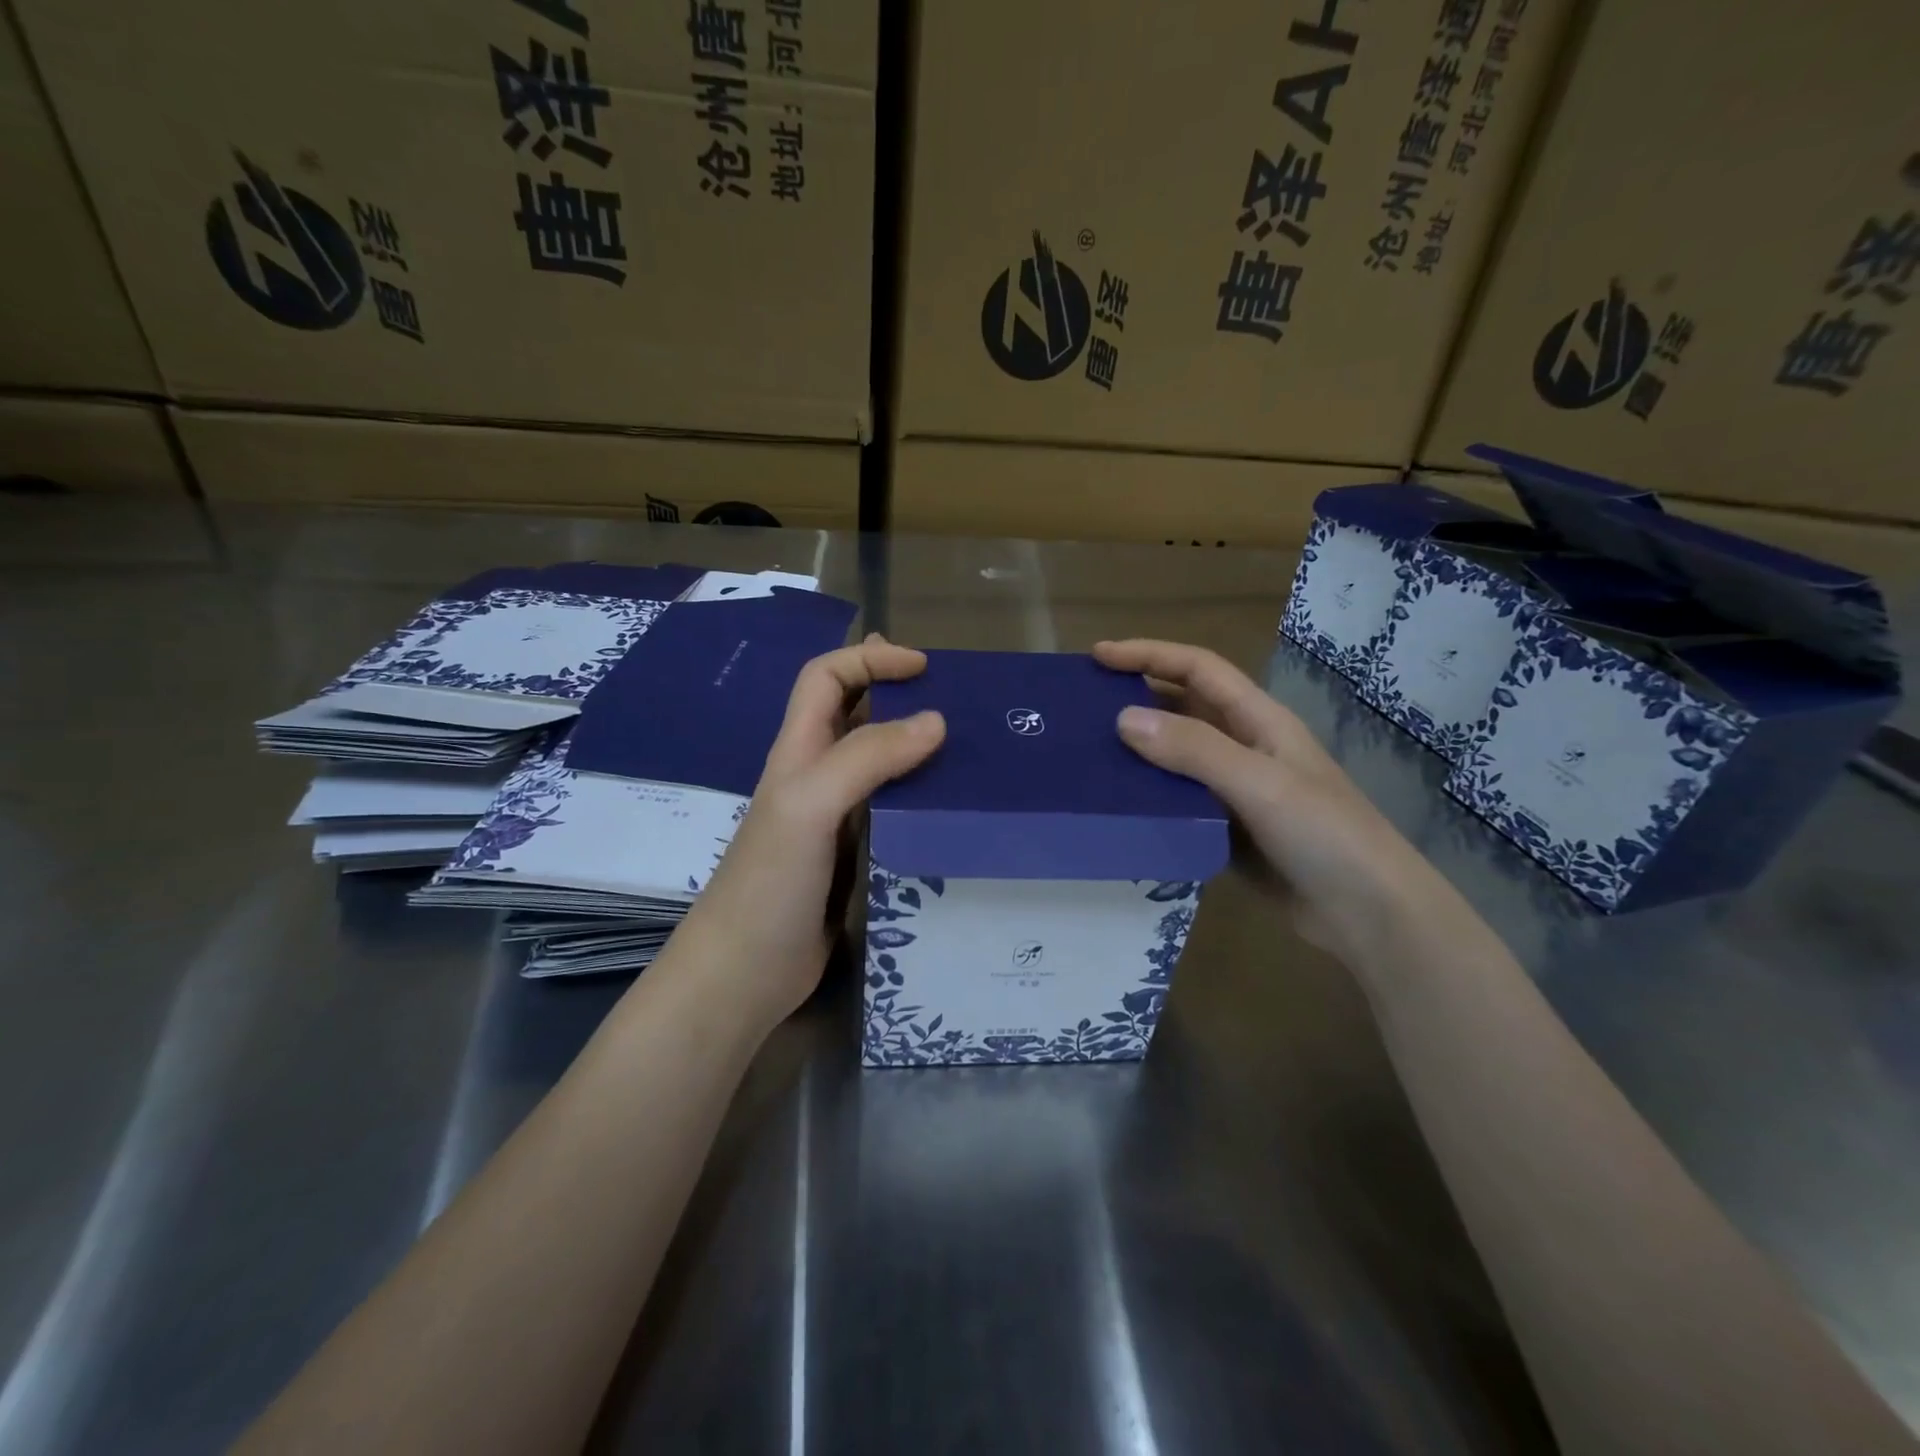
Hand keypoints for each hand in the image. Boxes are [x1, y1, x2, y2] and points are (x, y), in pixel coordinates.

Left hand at [675, 634, 945, 1029]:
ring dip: (916, 747)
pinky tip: (951, 807)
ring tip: (968, 749)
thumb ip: (866, 758)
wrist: (745, 974)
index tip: (924, 667)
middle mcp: (816, 776)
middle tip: (956, 702)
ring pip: (879, 764)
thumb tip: (935, 721)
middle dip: (898, 694)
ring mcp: (834, 818)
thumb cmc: (769, 883)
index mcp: (798, 752)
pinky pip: (892, 810)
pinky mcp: (853, 856)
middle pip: (855, 714)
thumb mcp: (810, 806)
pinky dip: (921, 796)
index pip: (826, 678)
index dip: (869, 659)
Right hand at [1094, 638, 1443, 962]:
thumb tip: (1122, 719)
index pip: (1197, 669)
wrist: (1369, 913)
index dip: (1149, 654)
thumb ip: (1194, 750)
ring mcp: (1236, 791)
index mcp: (1258, 720)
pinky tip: (1118, 807)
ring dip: (1138, 751)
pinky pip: (1179, 802)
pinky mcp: (1228, 831)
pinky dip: (1149, 797)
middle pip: (1183, 708)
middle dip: (1136, 698)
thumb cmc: (1323, 834)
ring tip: (1088, 756)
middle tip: (1082, 708)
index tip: (1099, 656)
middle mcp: (1245, 747)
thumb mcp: (1258, 783)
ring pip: (1177, 758)